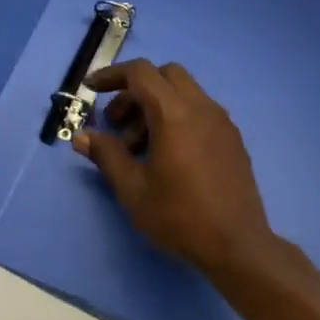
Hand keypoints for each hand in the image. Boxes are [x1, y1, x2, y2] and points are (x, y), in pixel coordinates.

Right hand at [73, 60, 281, 275]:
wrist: (237, 246)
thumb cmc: (179, 216)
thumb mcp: (133, 189)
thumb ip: (106, 155)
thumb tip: (82, 137)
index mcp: (175, 114)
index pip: (141, 73)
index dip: (112, 75)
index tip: (92, 90)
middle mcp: (202, 107)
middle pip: (165, 75)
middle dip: (135, 90)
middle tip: (116, 123)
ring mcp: (222, 122)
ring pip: (184, 92)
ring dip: (156, 105)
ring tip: (138, 148)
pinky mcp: (232, 138)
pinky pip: (200, 110)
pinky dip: (177, 116)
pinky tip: (167, 154)